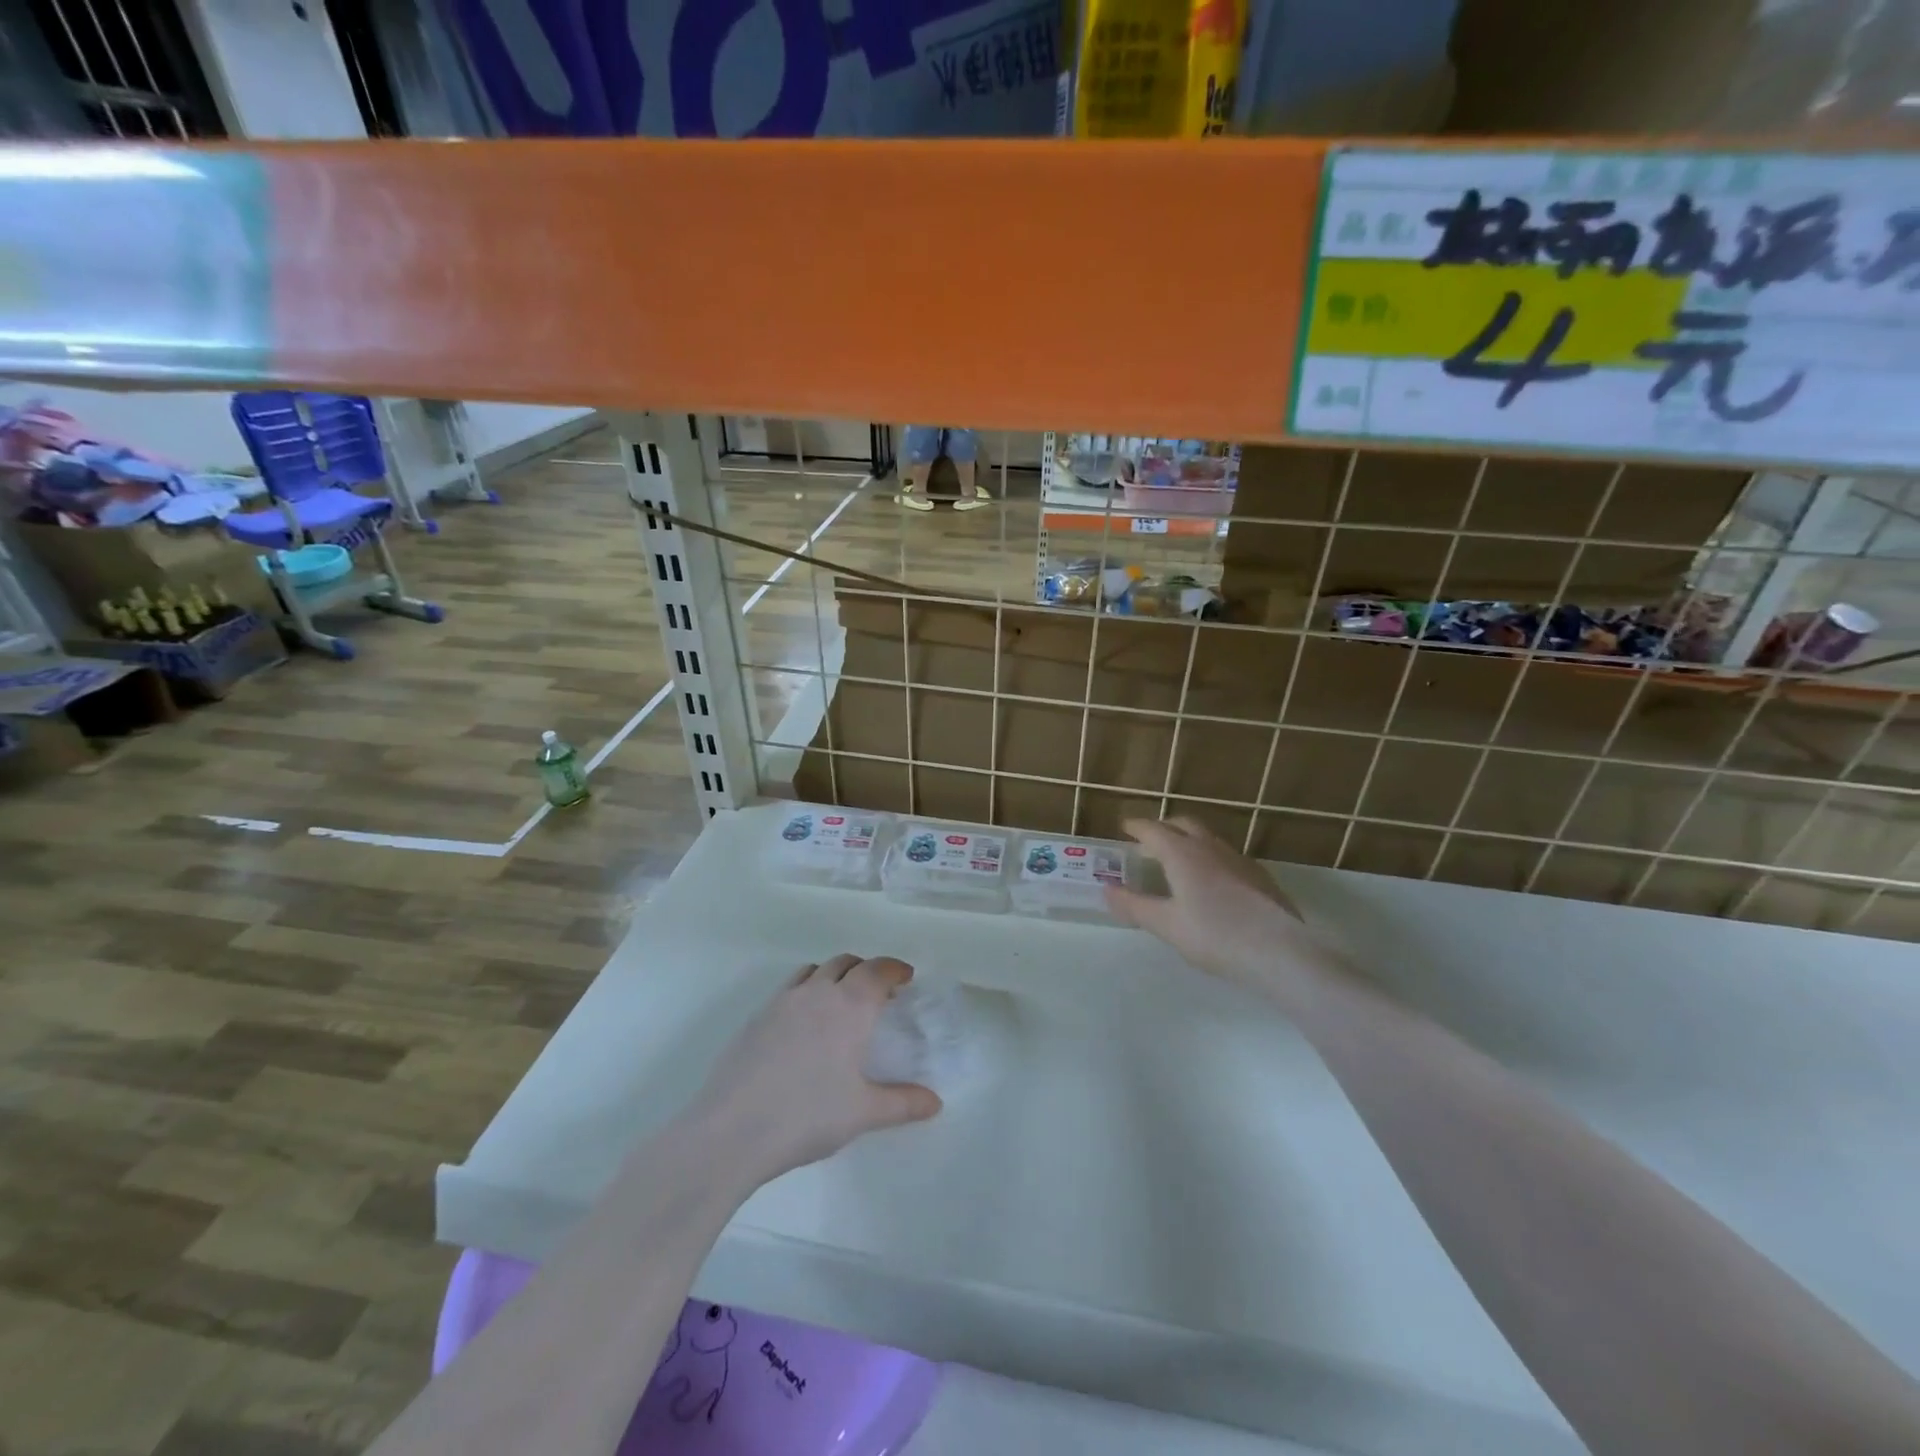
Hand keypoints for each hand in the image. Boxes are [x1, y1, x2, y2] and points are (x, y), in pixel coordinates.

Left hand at [687, 955, 941, 1184]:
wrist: (732, 1130)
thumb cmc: (807, 1116)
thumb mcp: (863, 1113)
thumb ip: (903, 1103)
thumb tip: (935, 1102)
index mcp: (850, 1006)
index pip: (878, 970)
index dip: (895, 969)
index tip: (906, 977)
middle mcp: (817, 992)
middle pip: (846, 962)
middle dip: (866, 970)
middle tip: (879, 993)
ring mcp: (782, 1001)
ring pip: (814, 970)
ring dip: (833, 976)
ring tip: (841, 1002)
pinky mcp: (756, 1017)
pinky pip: (789, 989)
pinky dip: (806, 992)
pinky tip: (804, 1027)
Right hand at [1105, 817, 1324, 991]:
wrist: (1281, 952)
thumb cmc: (1215, 936)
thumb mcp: (1167, 925)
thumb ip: (1135, 906)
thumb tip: (1106, 890)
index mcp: (1183, 854)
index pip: (1153, 830)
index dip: (1137, 827)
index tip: (1124, 827)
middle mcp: (1210, 847)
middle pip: (1184, 825)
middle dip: (1164, 828)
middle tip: (1149, 842)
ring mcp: (1239, 860)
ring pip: (1208, 839)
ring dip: (1188, 842)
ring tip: (1178, 862)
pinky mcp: (1260, 877)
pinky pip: (1226, 857)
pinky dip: (1209, 859)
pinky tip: (1211, 884)